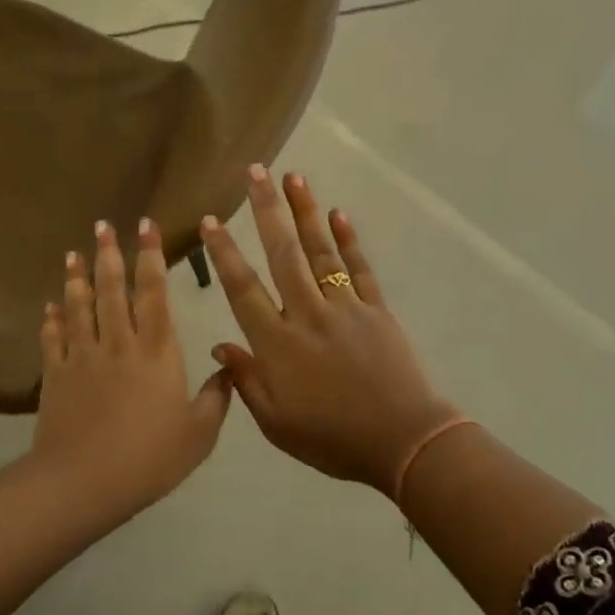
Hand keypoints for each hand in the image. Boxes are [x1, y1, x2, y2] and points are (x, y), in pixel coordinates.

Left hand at [33, 218, 233, 514]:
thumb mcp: (199, 434)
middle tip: (101, 225)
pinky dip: (51, 320)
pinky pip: (52, 339)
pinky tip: (49, 306)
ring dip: (76, 278)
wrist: (84, 482)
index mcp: (157, 351)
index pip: (154, 293)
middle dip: (108, 254)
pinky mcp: (55, 376)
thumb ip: (217, 398)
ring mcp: (82, 357)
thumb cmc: (150, 458)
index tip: (146, 228)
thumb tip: (229, 367)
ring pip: (78, 307)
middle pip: (111, 290)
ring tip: (73, 253)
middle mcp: (118, 343)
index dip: (150, 258)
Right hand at [202, 167, 457, 498]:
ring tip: (293, 178)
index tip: (211, 221)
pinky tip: (338, 214)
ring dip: (306, 212)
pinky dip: (349, 240)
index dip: (224, 253)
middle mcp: (308, 314)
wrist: (402, 441)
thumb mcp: (276, 423)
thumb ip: (246, 381)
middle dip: (266, 211)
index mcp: (278, 344)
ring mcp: (345, 308)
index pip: (243, 289)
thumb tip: (220, 345)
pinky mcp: (377, 310)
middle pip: (283, 254)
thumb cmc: (332, 438)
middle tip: (255, 172)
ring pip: (320, 252)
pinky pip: (360, 268)